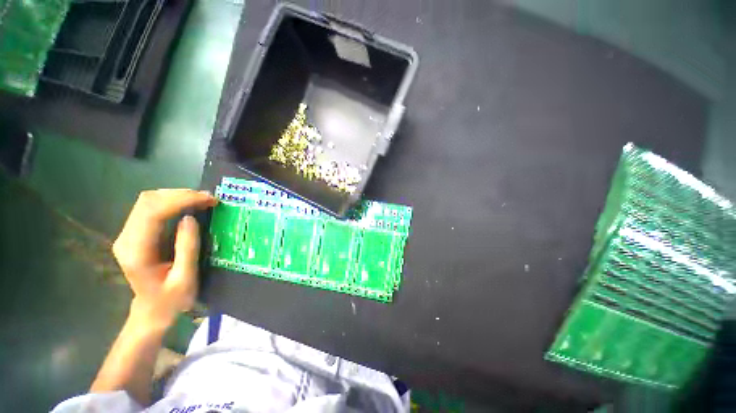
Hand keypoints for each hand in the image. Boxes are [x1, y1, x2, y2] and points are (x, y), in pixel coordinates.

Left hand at [112, 189, 216, 328]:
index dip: (179, 199)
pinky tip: (181, 207)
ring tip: (195, 201)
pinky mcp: (129, 231)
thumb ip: (187, 250)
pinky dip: (166, 203)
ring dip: (172, 197)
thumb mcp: (185, 283)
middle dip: (178, 195)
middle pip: (149, 201)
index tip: (205, 198)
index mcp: (136, 253)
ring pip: (147, 200)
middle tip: (204, 199)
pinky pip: (147, 207)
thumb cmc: (169, 303)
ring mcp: (125, 233)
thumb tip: (190, 218)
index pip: (153, 212)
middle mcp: (125, 238)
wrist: (151, 312)